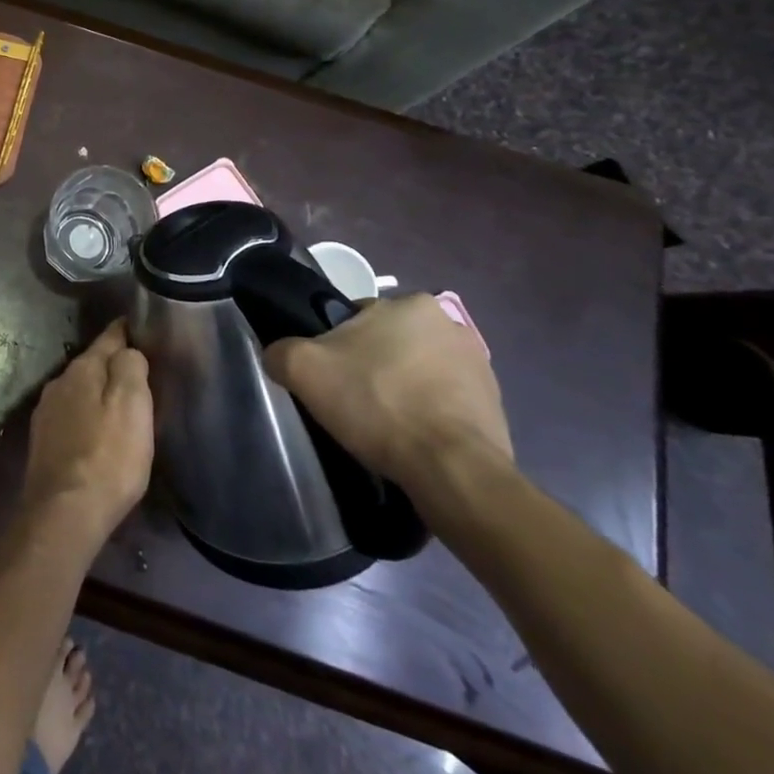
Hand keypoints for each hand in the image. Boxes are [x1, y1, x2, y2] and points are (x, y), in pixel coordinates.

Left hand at [22, 321, 153, 543]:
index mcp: (81, 370)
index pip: (107, 338)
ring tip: (120, 403)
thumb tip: (127, 350)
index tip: (137, 324)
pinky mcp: (43, 442)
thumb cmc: (107, 457)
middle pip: (91, 365)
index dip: (124, 331)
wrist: (64, 513)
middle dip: (112, 365)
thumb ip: (130, 367)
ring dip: (97, 393)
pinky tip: (96, 433)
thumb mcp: (132, 406)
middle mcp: (58, 384)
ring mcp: (46, 413)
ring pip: (79, 392)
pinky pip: (71, 417)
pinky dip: (86, 417)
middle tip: (138, 371)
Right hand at [263, 294, 512, 490]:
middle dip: (372, 366)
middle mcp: (450, 324)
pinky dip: (427, 416)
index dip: (335, 345)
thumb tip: (278, 356)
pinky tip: (411, 440)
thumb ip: (281, 351)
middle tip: (352, 400)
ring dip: (402, 390)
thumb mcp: (303, 369)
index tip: (330, 376)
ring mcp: (480, 367)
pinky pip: (445, 403)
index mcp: (411, 303)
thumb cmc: (376, 402)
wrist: (451, 470)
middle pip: (388, 342)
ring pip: (418, 372)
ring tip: (383, 426)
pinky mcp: (495, 407)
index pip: (356, 316)